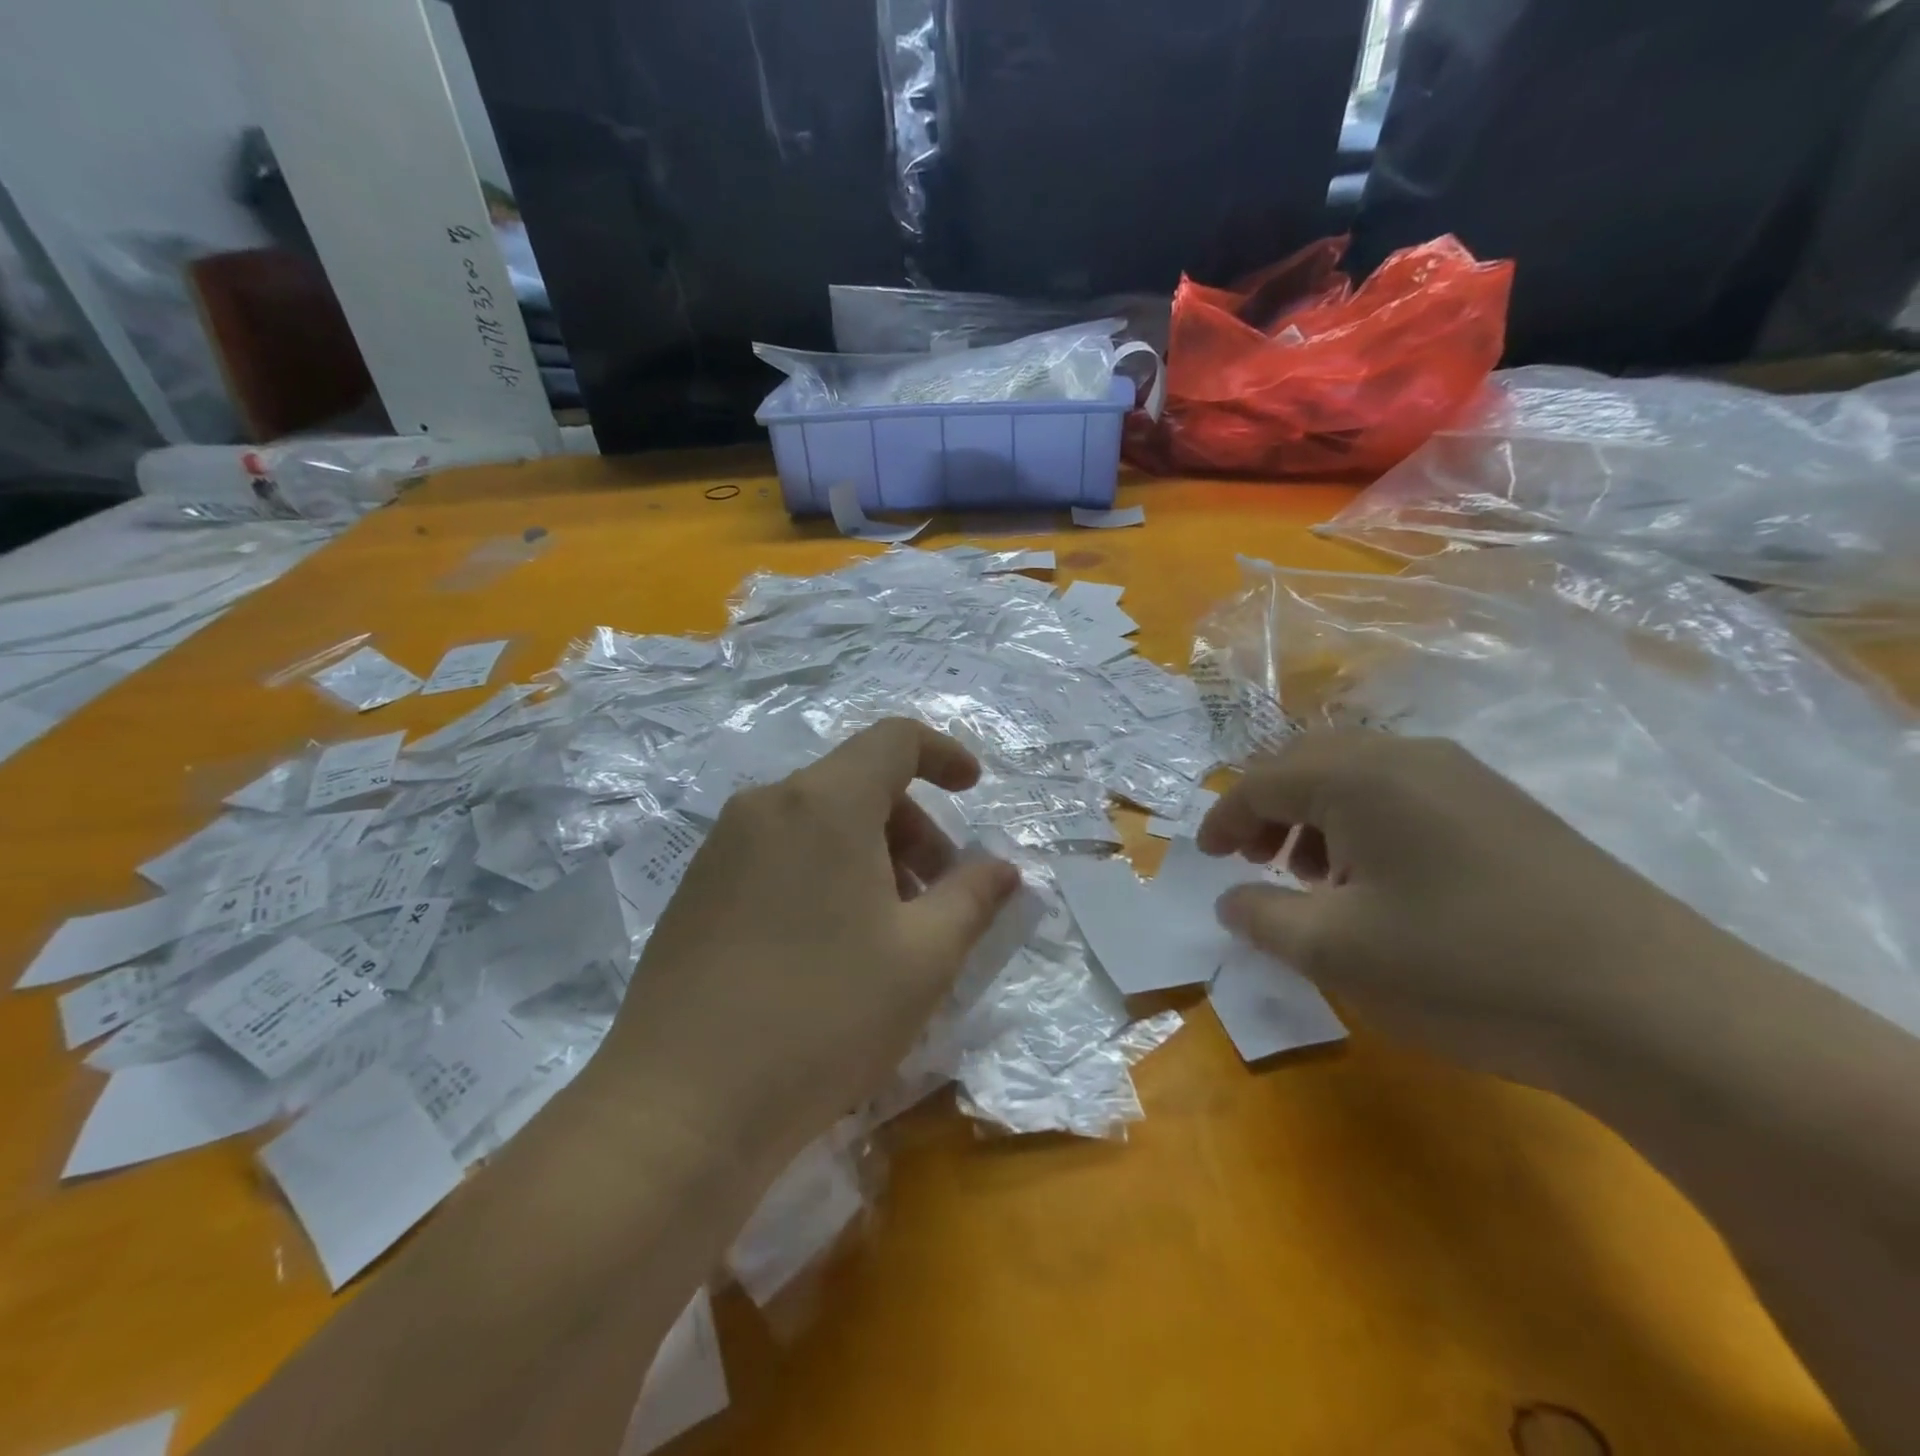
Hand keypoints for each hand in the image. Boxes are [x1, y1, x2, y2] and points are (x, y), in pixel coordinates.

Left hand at [593, 719, 1019, 1172]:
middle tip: (937, 894)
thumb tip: (1002, 868)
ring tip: (888, 929)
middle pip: (857, 783)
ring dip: (869, 853)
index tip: (973, 790)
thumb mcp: (923, 958)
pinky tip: (829, 946)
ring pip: (816, 821)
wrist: (680, 1106)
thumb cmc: (823, 1017)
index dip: (943, 754)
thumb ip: (973, 898)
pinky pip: (777, 853)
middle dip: (912, 825)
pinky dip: (822, 872)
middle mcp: (766, 805)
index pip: (894, 739)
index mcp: (824, 802)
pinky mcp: (695, 889)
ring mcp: (721, 847)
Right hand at [1198, 731, 1720, 1089]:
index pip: (1261, 781)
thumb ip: (1262, 917)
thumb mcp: (1335, 950)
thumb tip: (1232, 900)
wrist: (1653, 1008)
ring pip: (1357, 777)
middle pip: (1307, 765)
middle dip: (1266, 810)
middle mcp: (1408, 756)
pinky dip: (1365, 826)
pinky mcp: (1504, 808)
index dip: (1222, 819)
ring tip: (1312, 877)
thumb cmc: (1463, 967)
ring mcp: (1465, 776)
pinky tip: (1379, 882)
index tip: (1205, 858)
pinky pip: (1405, 796)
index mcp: (1358, 776)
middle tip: (1252, 861)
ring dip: (1316, 817)